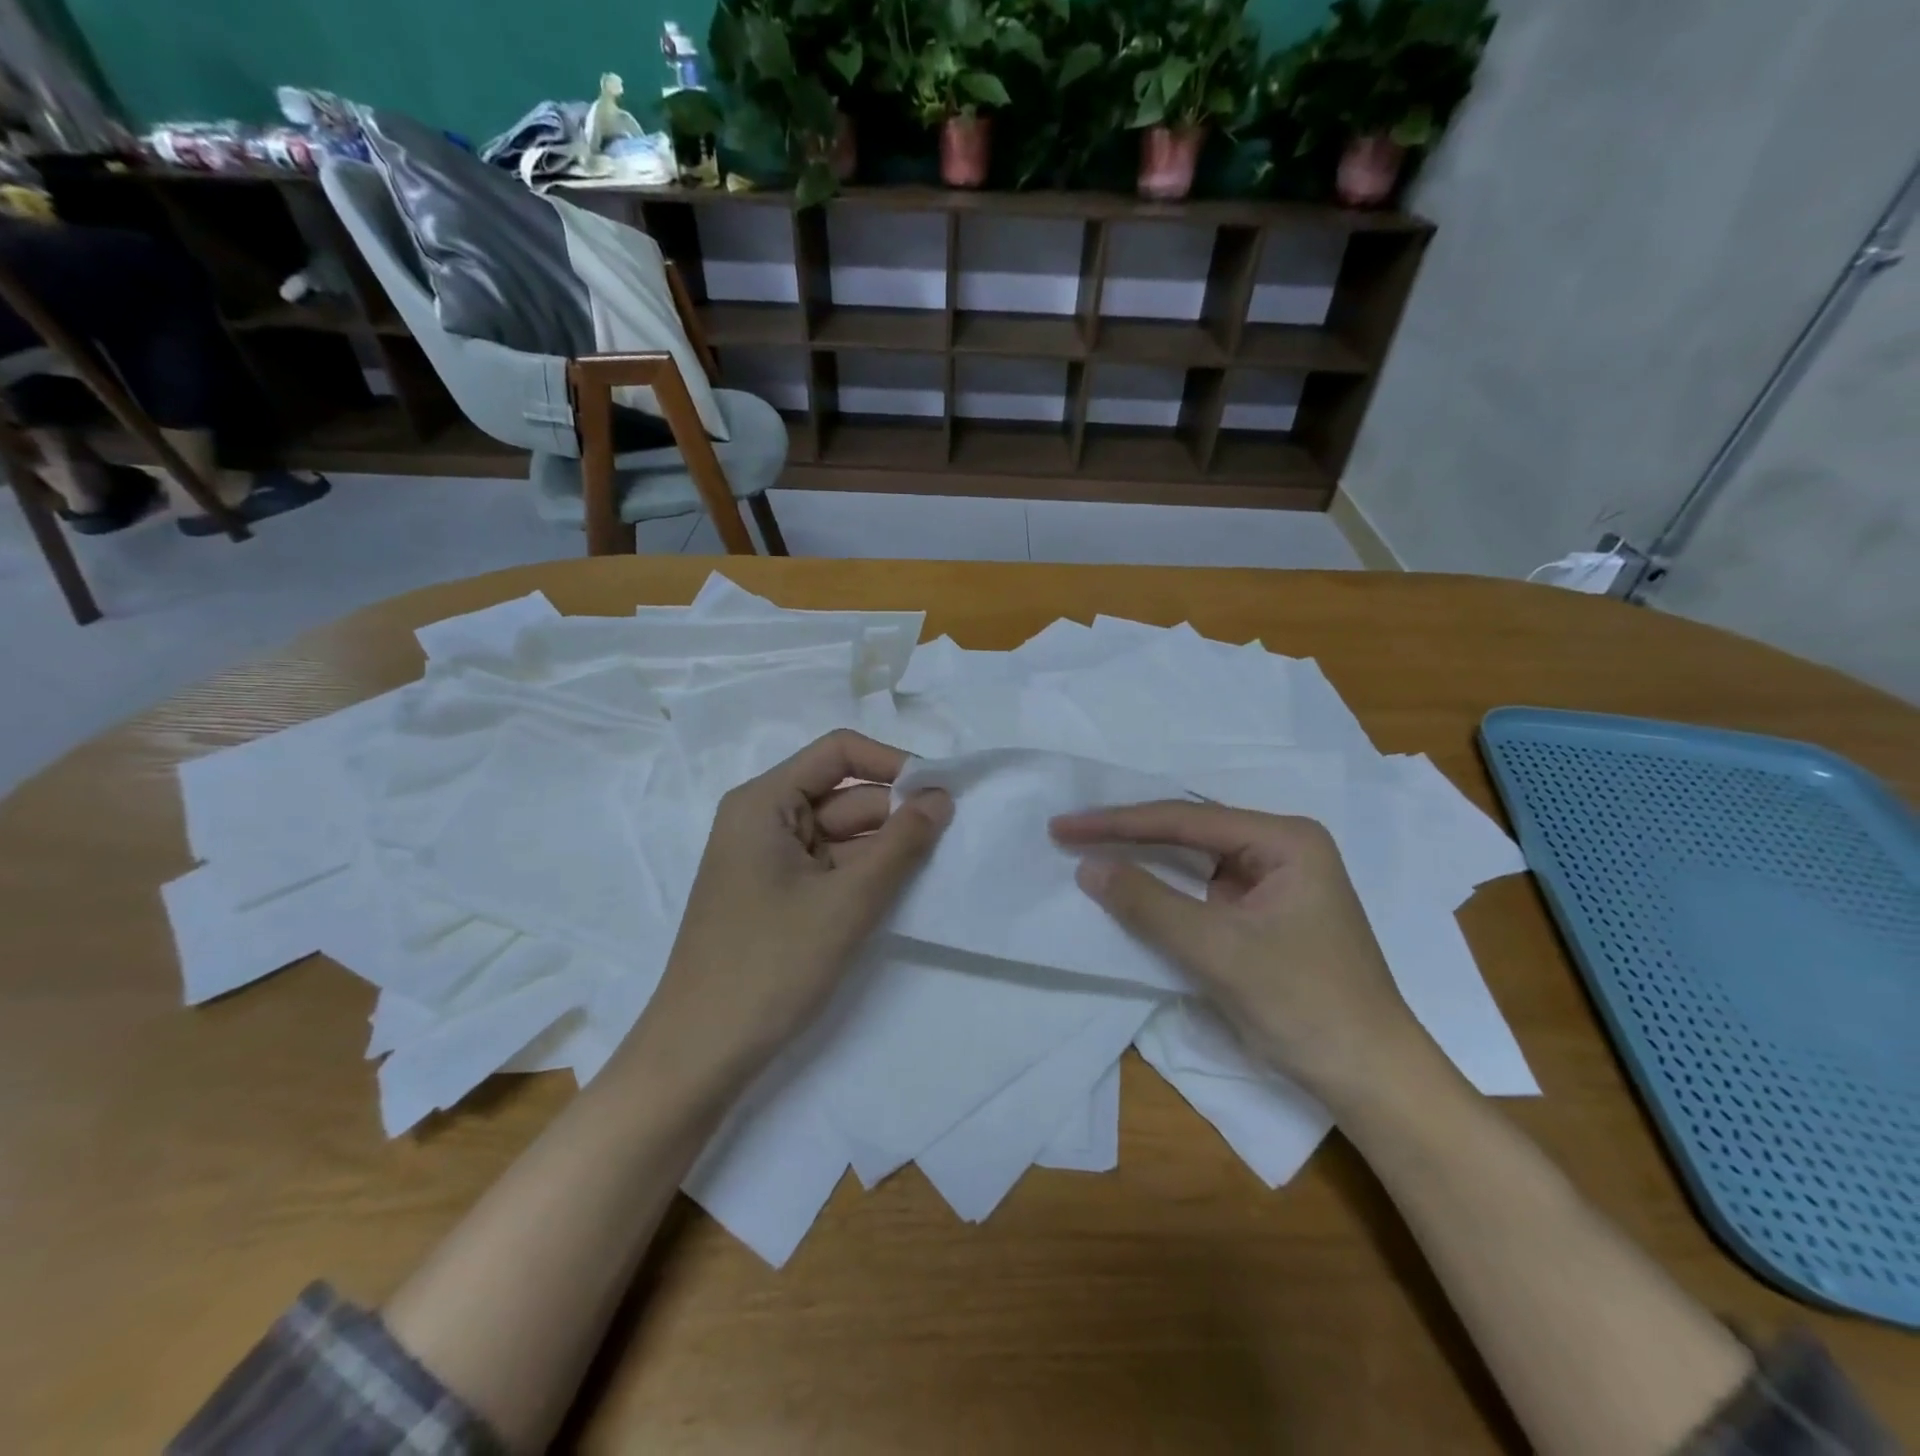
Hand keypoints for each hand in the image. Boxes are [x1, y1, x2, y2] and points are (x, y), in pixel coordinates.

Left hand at [627, 730, 951, 1093]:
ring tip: (932, 871)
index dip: (893, 763)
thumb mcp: (847, 901)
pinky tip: (898, 894)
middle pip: (844, 795)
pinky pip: (830, 867)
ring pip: (842, 835)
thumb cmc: (770, 965)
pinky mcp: (776, 896)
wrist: (700, 1055)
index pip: (838, 752)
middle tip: (951, 842)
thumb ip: (901, 843)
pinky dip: (863, 876)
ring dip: (884, 849)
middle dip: (895, 815)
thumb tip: (941, 797)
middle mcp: (763, 820)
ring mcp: (768, 860)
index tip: (940, 795)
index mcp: (764, 802)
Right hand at [1050, 802, 1432, 1105]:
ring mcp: (1275, 881)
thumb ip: (1149, 903)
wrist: (1370, 1078)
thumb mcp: (1217, 950)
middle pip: (1189, 832)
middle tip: (1069, 833)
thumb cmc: (1303, 1004)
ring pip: (1194, 860)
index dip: (1118, 823)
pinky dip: (1165, 890)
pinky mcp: (1265, 912)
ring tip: (1088, 849)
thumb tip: (1086, 867)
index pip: (1184, 821)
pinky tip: (1131, 886)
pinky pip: (1203, 889)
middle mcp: (1282, 848)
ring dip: (1144, 859)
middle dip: (1129, 833)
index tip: (1064, 827)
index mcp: (1284, 839)